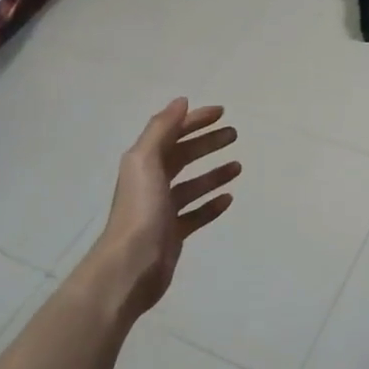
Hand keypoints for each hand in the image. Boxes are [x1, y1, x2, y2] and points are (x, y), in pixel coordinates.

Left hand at [93, 100, 241, 318]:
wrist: (130, 266)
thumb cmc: (140, 210)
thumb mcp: (145, 161)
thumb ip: (161, 129)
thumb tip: (181, 101)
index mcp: (143, 162)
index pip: (172, 133)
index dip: (195, 121)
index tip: (223, 112)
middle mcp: (151, 182)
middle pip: (183, 156)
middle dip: (207, 143)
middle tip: (234, 135)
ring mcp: (162, 210)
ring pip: (192, 185)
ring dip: (213, 173)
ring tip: (238, 166)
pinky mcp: (173, 233)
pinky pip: (196, 214)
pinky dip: (211, 204)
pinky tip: (228, 199)